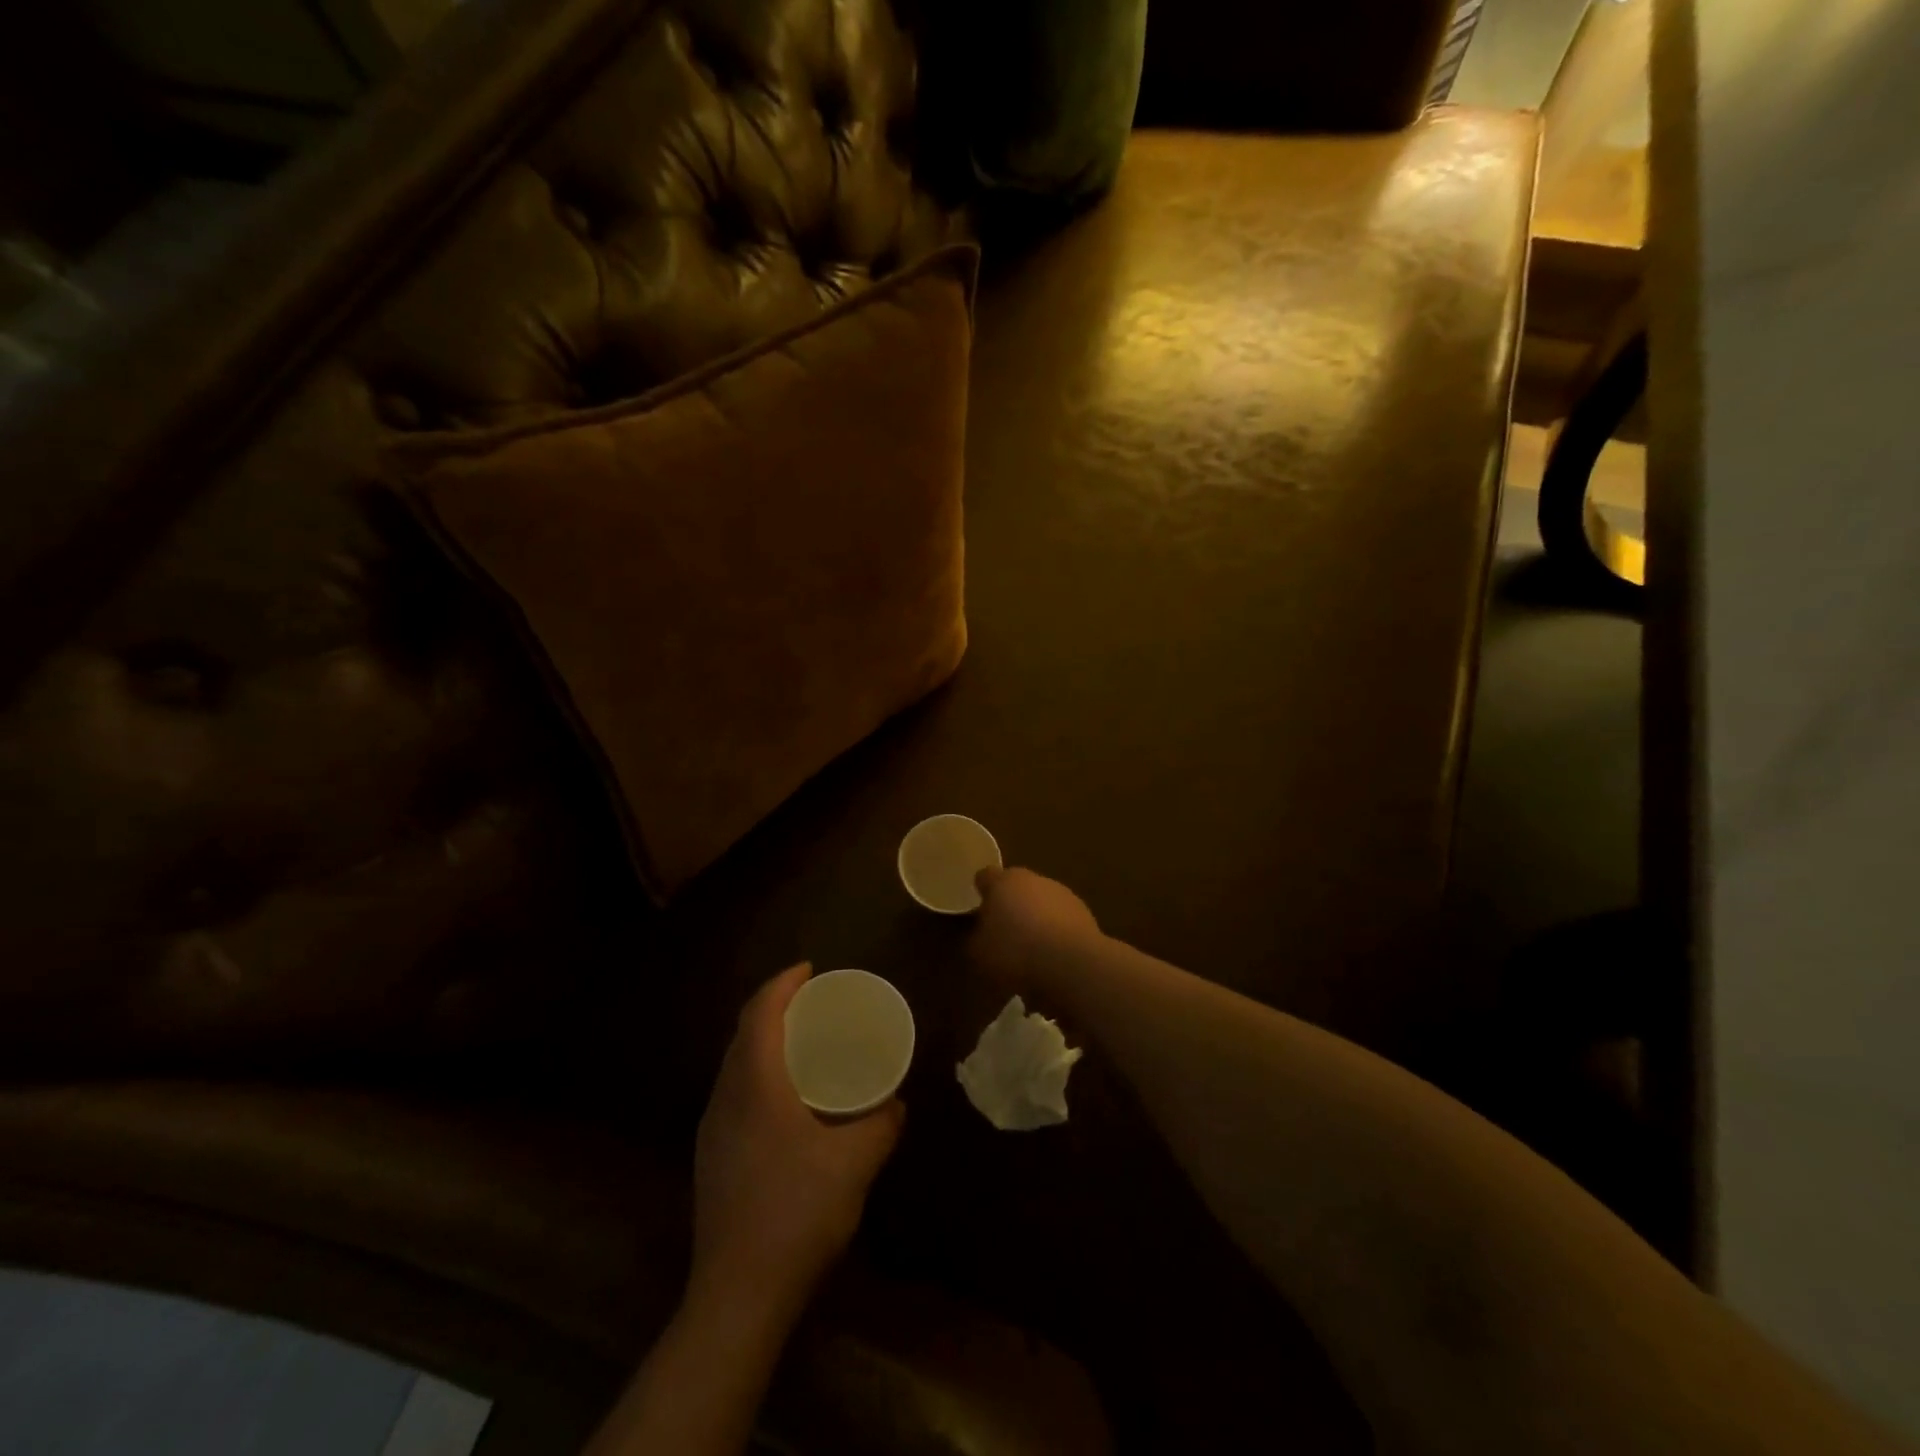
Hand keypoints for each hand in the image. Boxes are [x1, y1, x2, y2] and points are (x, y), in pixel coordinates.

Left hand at [689, 964, 903, 1322]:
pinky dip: (759, 1074)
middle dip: (773, 1007)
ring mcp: (712, 1130)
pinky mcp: (711, 1159)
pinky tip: (786, 1101)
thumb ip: (881, 1125)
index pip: (759, 1013)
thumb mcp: (855, 1164)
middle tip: (812, 1003)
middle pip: (743, 1034)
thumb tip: (897, 1103)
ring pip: (735, 1065)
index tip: (810, 969)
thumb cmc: (797, 1213)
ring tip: (802, 1044)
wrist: (738, 1295)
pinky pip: (734, 1092)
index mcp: (754, 1085)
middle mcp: (725, 1097)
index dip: (782, 983)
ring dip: (764, 1042)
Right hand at [970, 866, 1103, 994]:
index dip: (980, 891)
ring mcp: (1063, 895)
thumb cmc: (1015, 951)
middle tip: (1002, 933)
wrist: (1071, 964)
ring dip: (1036, 919)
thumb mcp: (979, 952)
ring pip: (1042, 903)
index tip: (977, 909)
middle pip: (1017, 888)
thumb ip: (976, 938)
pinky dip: (1056, 933)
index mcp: (1003, 881)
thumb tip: (981, 934)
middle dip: (1010, 906)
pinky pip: (1062, 921)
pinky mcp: (1085, 915)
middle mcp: (1034, 879)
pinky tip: (1052, 958)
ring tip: (1030, 950)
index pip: (985, 876)